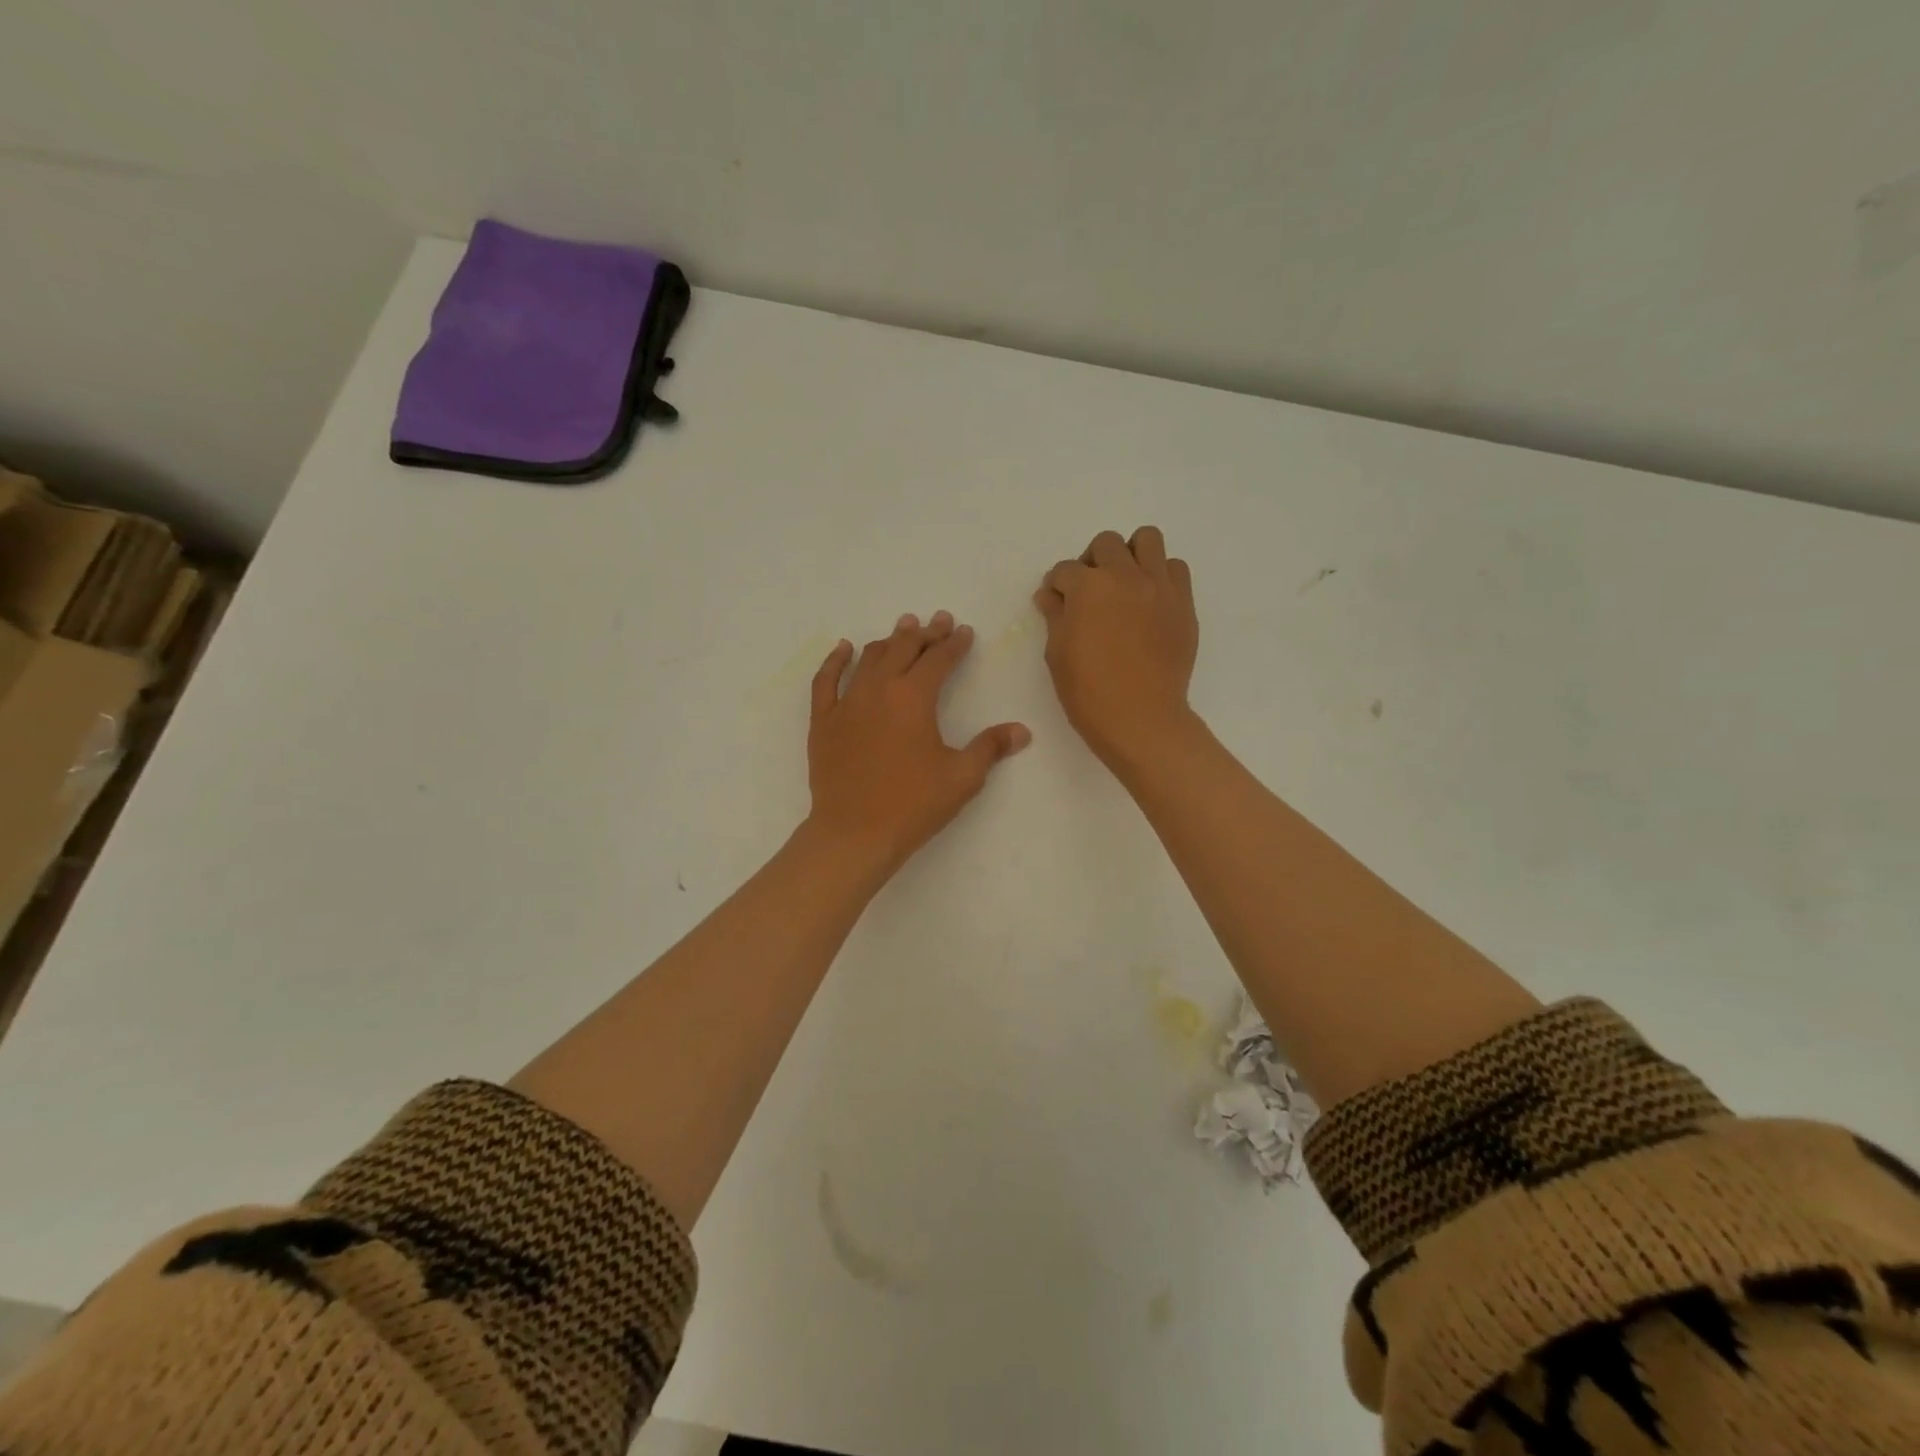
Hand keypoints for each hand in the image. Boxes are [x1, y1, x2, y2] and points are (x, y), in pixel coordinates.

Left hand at [806, 610, 1030, 875]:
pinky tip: (843, 648)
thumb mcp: (962, 777)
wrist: (855, 833)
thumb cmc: (913, 804)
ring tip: (902, 628)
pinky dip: (835, 661)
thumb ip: (990, 747)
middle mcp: (879, 689)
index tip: (964, 633)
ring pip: (869, 659)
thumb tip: (1021, 731)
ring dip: (888, 640)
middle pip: (903, 649)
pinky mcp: (823, 721)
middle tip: (939, 621)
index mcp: (914, 697)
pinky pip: (825, 681)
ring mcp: (846, 703)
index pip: (939, 659)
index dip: (954, 644)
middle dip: (925, 633)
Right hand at [1035, 527, 1198, 771]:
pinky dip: (1160, 575)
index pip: (1065, 570)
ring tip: (1124, 584)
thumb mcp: (1057, 654)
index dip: (1056, 586)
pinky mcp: (1183, 603)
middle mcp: (1125, 576)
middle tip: (1089, 591)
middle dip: (1091, 562)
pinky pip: (1175, 568)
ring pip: (1147, 539)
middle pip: (1106, 544)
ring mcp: (1159, 587)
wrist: (1141, 718)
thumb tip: (1050, 596)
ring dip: (1130, 555)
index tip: (1056, 602)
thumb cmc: (1089, 692)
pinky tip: (1149, 601)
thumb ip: (1055, 616)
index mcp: (1088, 587)